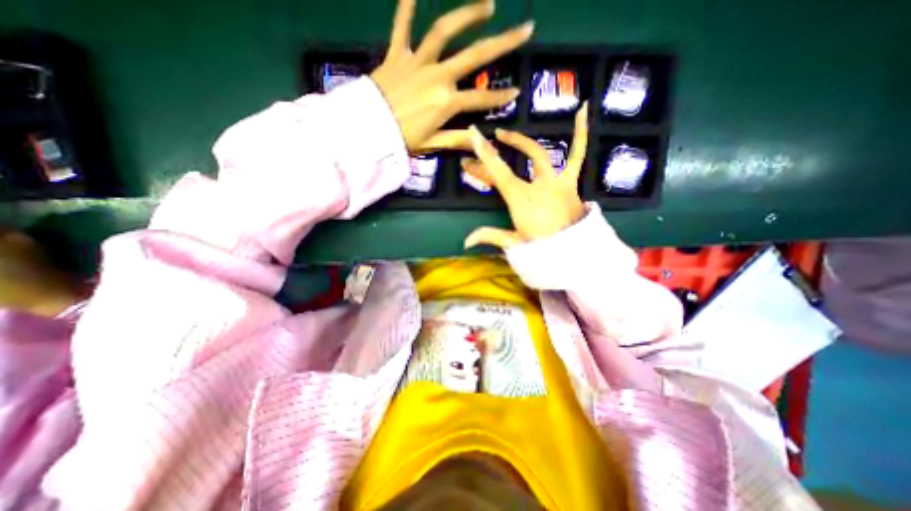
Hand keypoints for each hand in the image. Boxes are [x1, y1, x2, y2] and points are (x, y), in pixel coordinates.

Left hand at [369, 0, 535, 150]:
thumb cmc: (402, 139)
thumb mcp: (433, 143)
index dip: (499, 98)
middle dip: (503, 43)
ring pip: (444, 31)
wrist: (367, 130)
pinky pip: (402, 26)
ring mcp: (417, 61)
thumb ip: (458, 138)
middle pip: (475, 55)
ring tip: (488, 5)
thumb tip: (481, 139)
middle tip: (526, 28)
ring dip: (468, 15)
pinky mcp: (396, 54)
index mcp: (446, 102)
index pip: (480, 99)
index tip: (516, 92)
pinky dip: (406, 6)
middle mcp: (437, 76)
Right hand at [464, 101, 590, 249]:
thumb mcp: (514, 243)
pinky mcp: (570, 182)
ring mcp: (556, 182)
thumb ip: (490, 236)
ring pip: (538, 155)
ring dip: (521, 142)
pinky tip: (583, 111)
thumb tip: (466, 242)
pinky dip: (580, 134)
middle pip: (510, 166)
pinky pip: (577, 155)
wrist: (573, 252)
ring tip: (506, 133)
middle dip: (490, 156)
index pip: (499, 174)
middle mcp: (537, 186)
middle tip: (478, 150)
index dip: (485, 155)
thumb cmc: (542, 248)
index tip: (473, 135)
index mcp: (521, 200)